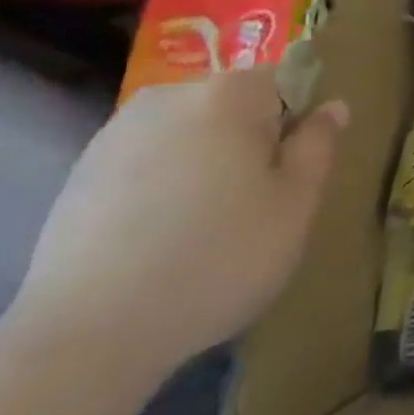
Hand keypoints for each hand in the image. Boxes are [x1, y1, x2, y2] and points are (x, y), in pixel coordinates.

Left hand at [8, 68, 347, 391]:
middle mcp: (171, 96)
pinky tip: (159, 237)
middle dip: (250, 141)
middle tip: (253, 205)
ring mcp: (118, 132)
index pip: (284, 80)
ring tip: (203, 226)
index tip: (290, 172)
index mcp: (229, 94)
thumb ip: (318, 145)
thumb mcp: (296, 205)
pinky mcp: (81, 172)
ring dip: (205, 163)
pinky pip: (148, 161)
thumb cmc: (218, 258)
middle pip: (233, 105)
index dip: (297, 123)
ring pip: (190, 133)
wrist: (88, 333)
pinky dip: (163, 185)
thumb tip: (332, 106)